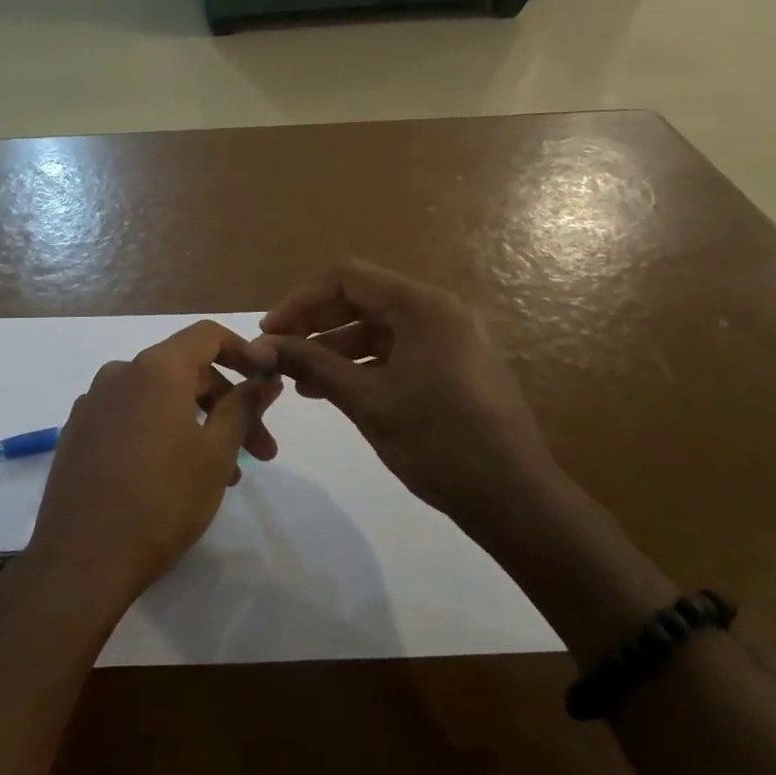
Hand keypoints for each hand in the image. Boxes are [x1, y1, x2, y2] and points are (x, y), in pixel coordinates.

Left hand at [25, 322, 282, 615]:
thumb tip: (265, 376)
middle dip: (228, 403)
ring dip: (198, 424)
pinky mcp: (78, 433)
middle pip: (185, 370)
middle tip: (260, 451)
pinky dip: (163, 432)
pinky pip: (132, 417)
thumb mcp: (217, 453)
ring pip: (160, 398)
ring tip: (225, 475)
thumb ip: (244, 406)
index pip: (207, 335)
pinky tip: (176, 475)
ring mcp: (93, 404)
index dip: (244, 351)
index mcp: (154, 369)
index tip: (269, 379)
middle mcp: (119, 374)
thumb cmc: (162, 500)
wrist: (82, 560)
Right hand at [257, 261, 556, 533]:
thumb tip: (262, 346)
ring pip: (378, 328)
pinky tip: (335, 391)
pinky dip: (364, 366)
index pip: (346, 277)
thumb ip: (312, 364)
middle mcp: (438, 311)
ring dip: (336, 349)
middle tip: (280, 355)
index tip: (270, 333)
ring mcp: (449, 339)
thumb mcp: (366, 400)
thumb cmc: (438, 441)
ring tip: (300, 382)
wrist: (513, 497)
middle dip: (316, 324)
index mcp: (421, 305)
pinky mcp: (453, 366)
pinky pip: (397, 351)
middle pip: (361, 298)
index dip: (301, 300)